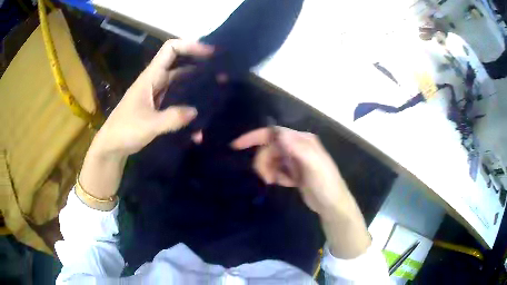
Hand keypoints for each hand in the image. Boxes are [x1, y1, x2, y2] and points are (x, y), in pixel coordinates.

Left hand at [93, 39, 212, 156]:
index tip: (210, 53)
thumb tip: (196, 112)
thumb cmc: (124, 130)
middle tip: (221, 72)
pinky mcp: (157, 107)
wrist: (111, 146)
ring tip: (216, 90)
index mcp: (150, 77)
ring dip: (196, 83)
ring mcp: (156, 94)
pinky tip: (200, 113)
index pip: (170, 49)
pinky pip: (176, 98)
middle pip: (179, 64)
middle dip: (199, 64)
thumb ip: (172, 118)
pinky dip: (188, 101)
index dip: (190, 45)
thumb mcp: (149, 124)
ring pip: (179, 82)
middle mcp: (155, 81)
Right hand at [231, 127, 349, 215]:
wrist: (332, 205)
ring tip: (275, 182)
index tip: (236, 146)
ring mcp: (295, 159)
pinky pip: (277, 170)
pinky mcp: (293, 172)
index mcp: (302, 140)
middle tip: (266, 178)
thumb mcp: (314, 165)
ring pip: (271, 159)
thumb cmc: (326, 184)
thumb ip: (297, 148)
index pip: (274, 133)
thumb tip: (277, 133)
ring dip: (269, 170)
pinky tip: (285, 183)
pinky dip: (276, 176)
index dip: (254, 137)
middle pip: (270, 147)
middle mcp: (298, 146)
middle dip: (263, 161)